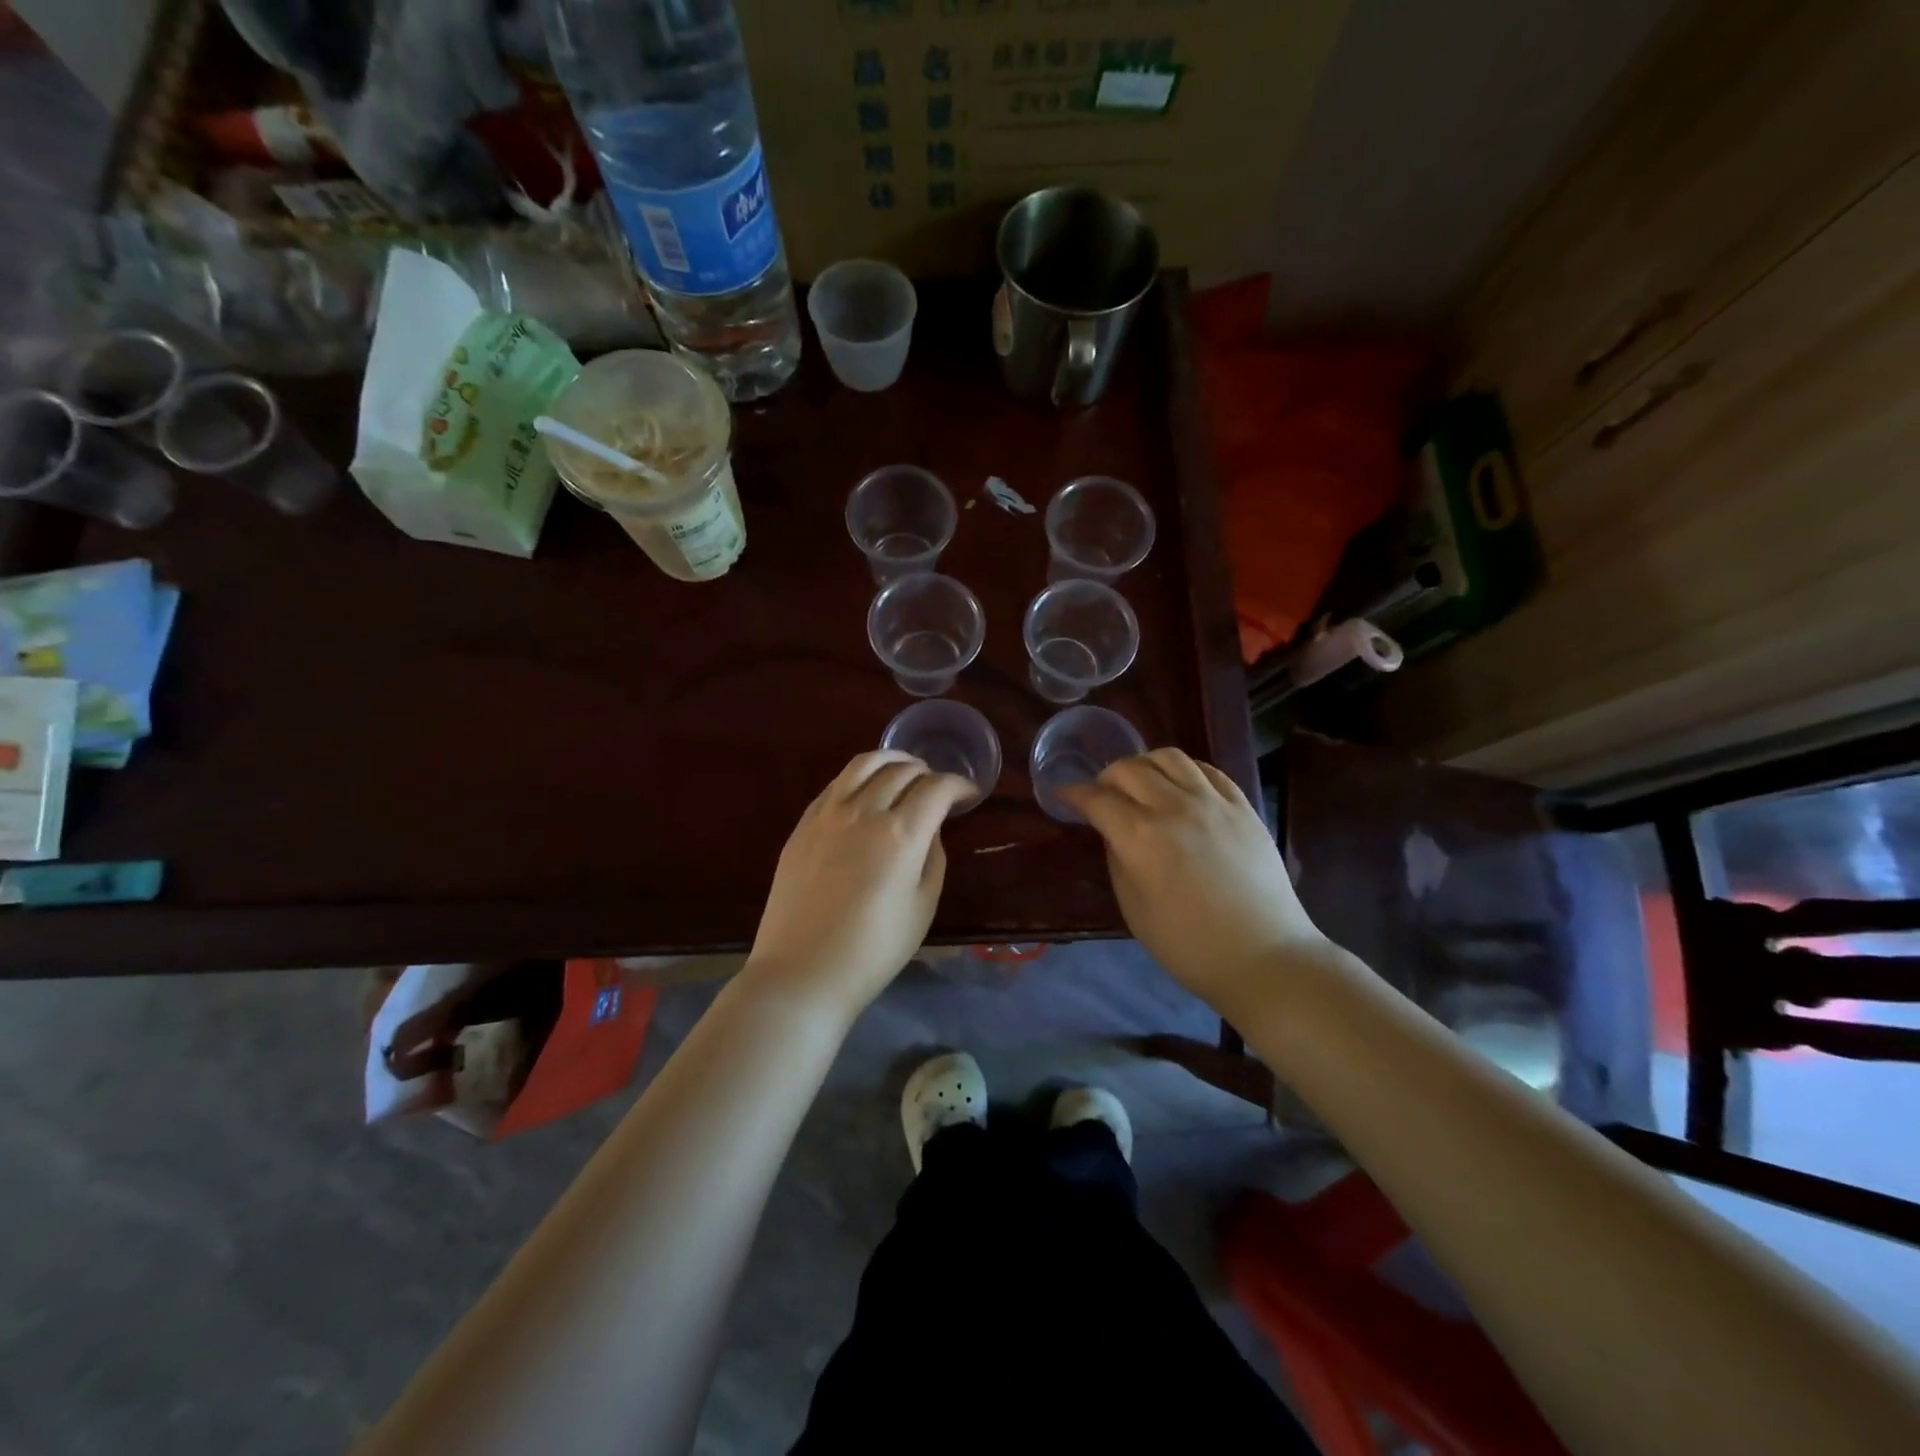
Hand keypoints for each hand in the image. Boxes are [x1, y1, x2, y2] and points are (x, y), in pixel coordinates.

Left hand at [745, 751, 973, 1021]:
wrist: (802, 971)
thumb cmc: (872, 950)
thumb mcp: (922, 907)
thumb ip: (932, 857)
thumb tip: (929, 829)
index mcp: (900, 834)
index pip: (937, 788)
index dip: (959, 785)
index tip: (969, 794)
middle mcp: (864, 811)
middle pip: (902, 770)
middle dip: (929, 772)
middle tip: (939, 788)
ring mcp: (828, 813)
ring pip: (864, 763)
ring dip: (892, 759)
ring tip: (905, 769)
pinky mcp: (803, 823)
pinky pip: (837, 783)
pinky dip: (860, 776)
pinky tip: (866, 790)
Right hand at [1059, 749, 1324, 1009]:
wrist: (1263, 957)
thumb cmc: (1188, 945)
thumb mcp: (1134, 908)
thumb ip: (1118, 860)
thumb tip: (1113, 831)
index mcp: (1141, 837)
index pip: (1098, 799)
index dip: (1075, 794)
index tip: (1064, 795)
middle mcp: (1174, 808)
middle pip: (1130, 769)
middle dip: (1106, 777)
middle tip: (1102, 794)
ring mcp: (1213, 803)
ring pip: (1169, 757)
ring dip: (1144, 764)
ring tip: (1141, 783)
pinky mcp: (1243, 807)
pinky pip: (1208, 770)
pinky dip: (1184, 770)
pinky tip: (1180, 786)